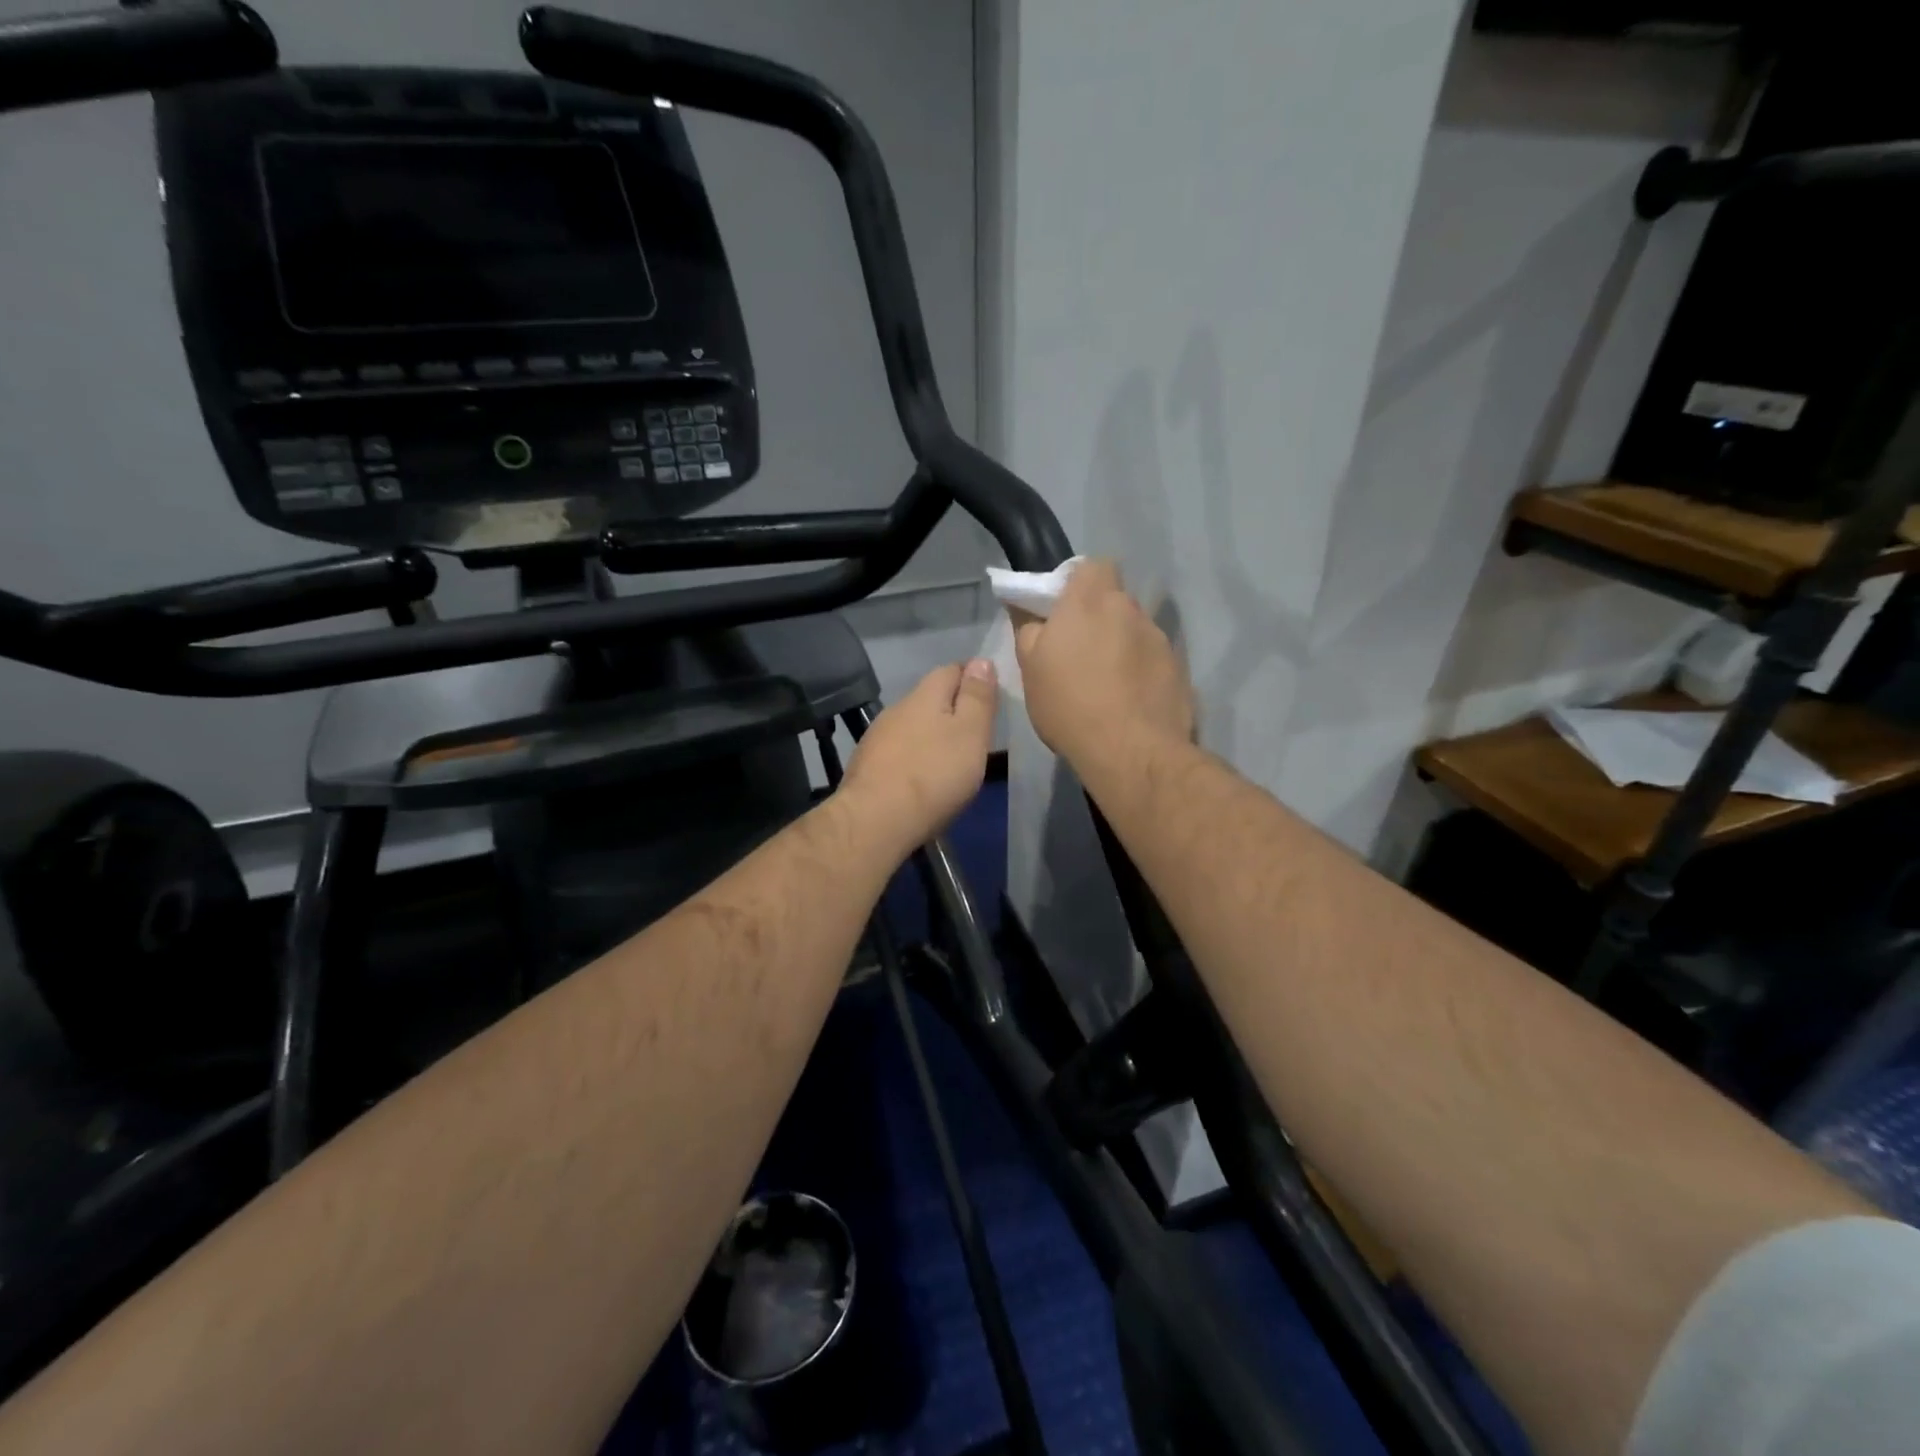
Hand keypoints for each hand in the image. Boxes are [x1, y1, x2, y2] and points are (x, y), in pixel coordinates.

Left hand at [841, 659, 998, 852]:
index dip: (973, 677)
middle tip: (976, 731)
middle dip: (952, 708)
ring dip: (931, 735)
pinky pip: (898, 752)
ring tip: (951, 758)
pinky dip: (914, 757)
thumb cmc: (933, 774)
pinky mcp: (867, 766)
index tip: (990, 696)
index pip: (951, 669)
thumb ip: (977, 698)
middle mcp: (897, 709)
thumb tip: (981, 660)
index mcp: (924, 695)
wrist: (875, 821)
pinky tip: (922, 777)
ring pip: (912, 726)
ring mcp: (877, 738)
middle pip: (930, 698)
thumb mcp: (970, 733)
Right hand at [1013, 559, 1193, 768]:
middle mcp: (1130, 610)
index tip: (1063, 611)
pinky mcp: (1179, 669)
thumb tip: (1027, 607)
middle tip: (1079, 652)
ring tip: (1106, 684)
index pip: (1092, 566)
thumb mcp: (1030, 669)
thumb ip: (1028, 628)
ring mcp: (1159, 639)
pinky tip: (1129, 702)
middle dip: (1099, 618)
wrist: (1132, 751)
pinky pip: (1153, 660)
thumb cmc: (1069, 704)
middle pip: (1114, 600)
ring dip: (1121, 646)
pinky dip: (1141, 673)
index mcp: (1090, 601)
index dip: (1078, 583)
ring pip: (1135, 631)